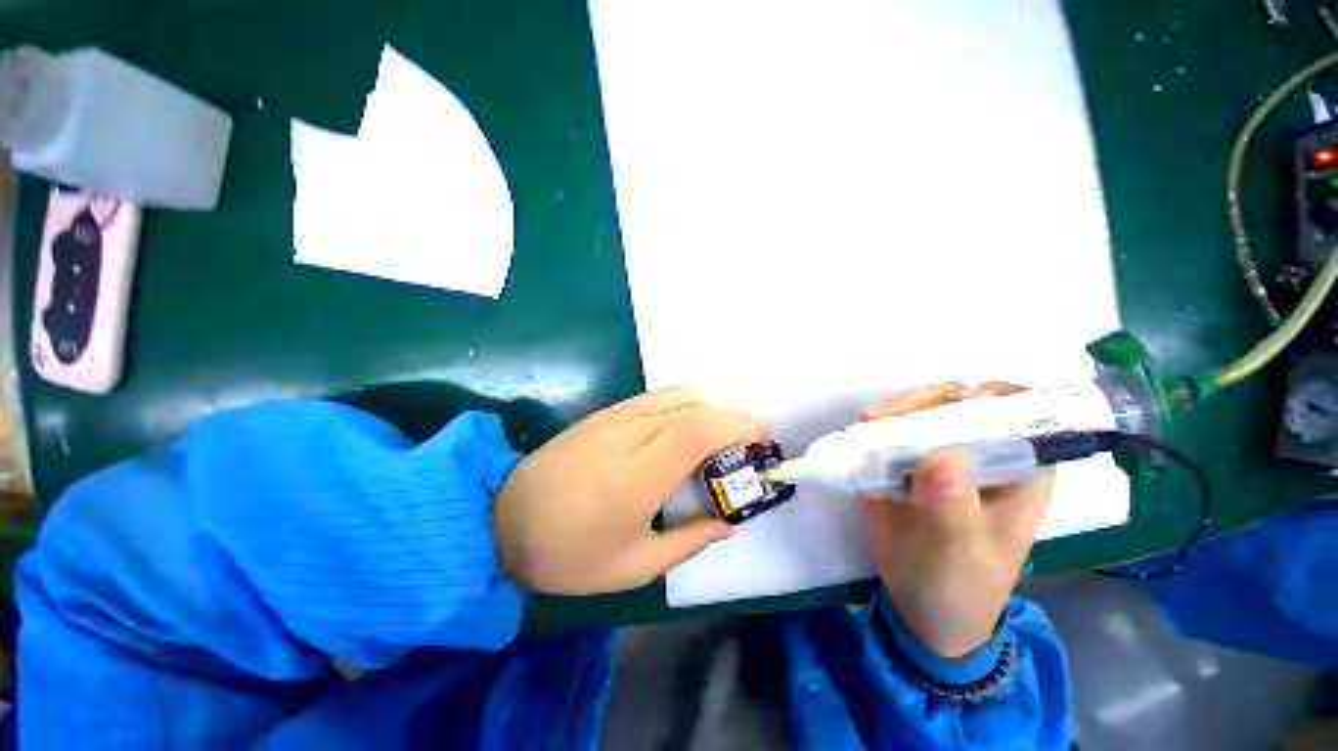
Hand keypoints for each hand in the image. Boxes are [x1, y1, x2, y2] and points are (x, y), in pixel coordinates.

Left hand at [494, 387, 768, 594]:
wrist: (500, 523)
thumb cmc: (569, 556)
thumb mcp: (636, 566)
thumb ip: (690, 539)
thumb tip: (729, 521)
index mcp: (636, 477)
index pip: (698, 429)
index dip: (737, 424)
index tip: (762, 434)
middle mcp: (627, 435)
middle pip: (692, 405)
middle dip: (731, 416)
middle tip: (748, 440)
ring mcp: (612, 418)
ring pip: (675, 395)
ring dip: (708, 407)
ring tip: (719, 436)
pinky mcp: (602, 413)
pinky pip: (654, 398)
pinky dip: (682, 405)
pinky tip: (684, 428)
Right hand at [859, 383, 1054, 657]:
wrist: (922, 608)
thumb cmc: (958, 585)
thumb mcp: (959, 554)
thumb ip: (953, 510)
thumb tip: (939, 461)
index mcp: (1019, 474)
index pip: (1021, 416)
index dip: (994, 399)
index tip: (955, 401)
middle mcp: (983, 457)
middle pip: (961, 406)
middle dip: (924, 402)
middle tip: (884, 416)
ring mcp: (941, 458)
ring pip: (924, 415)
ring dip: (894, 414)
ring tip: (865, 424)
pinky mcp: (908, 466)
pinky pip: (893, 435)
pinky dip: (874, 431)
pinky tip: (857, 437)